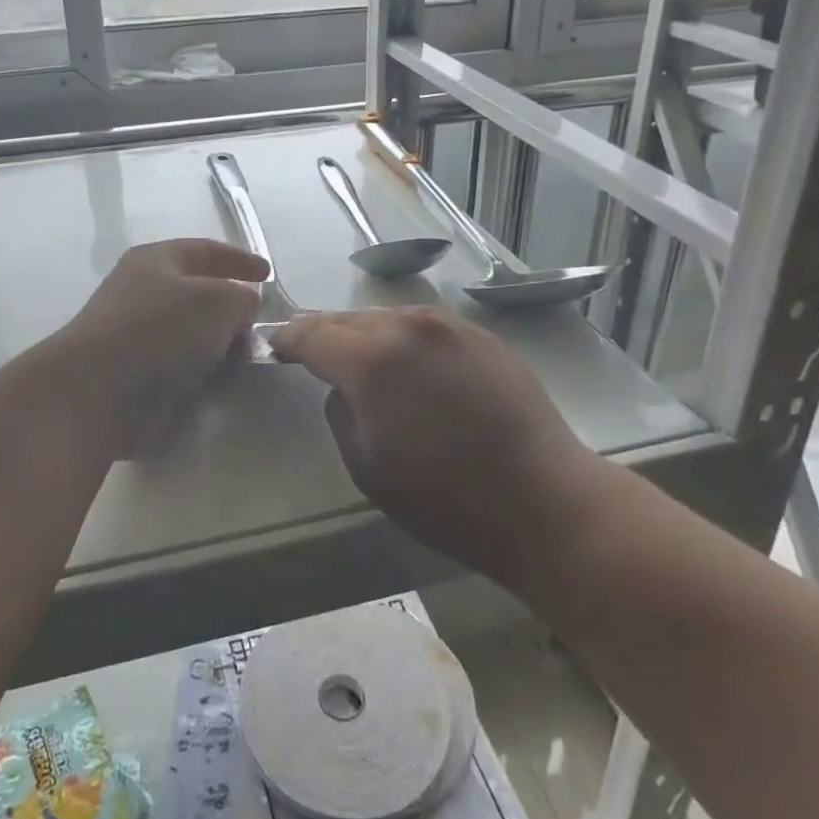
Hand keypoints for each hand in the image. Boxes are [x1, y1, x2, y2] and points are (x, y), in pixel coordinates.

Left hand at [56, 238, 268, 452]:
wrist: (98, 391)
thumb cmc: (160, 330)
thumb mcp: (218, 301)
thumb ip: (241, 298)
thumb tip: (243, 307)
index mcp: (156, 260)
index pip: (205, 250)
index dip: (239, 259)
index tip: (268, 275)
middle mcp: (140, 290)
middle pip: (195, 291)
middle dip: (229, 305)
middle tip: (260, 323)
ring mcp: (132, 333)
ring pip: (187, 331)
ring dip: (215, 342)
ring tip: (245, 357)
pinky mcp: (131, 372)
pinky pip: (176, 363)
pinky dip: (199, 369)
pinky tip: (218, 381)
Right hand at [272, 308, 597, 586]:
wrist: (545, 501)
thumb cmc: (447, 499)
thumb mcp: (368, 467)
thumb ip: (341, 413)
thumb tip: (344, 387)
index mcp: (373, 360)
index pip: (313, 335)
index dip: (288, 339)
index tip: (273, 344)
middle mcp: (409, 327)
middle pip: (349, 320)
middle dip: (324, 334)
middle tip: (308, 348)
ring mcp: (449, 326)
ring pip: (388, 318)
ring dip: (366, 334)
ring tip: (358, 355)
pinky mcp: (481, 335)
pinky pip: (425, 328)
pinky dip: (404, 339)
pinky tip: (409, 363)